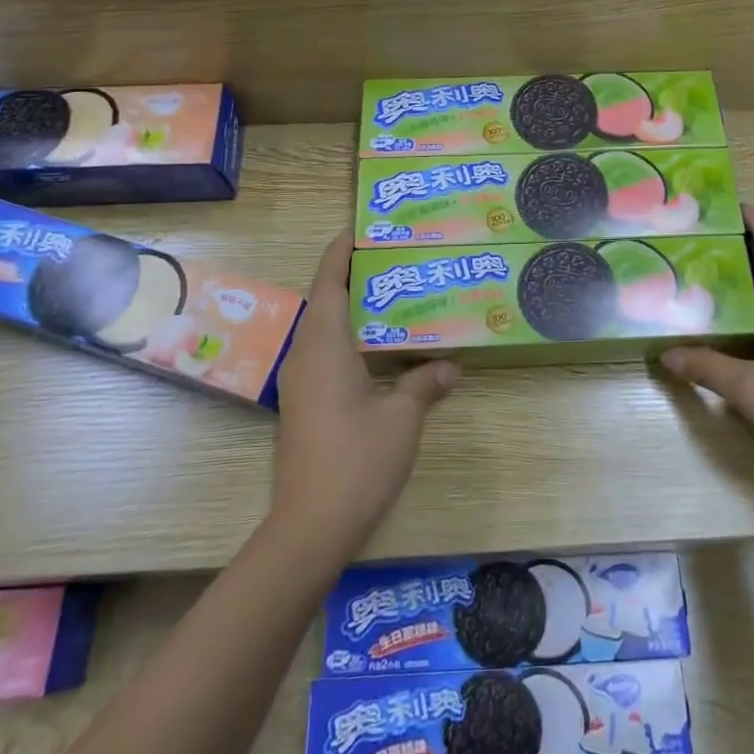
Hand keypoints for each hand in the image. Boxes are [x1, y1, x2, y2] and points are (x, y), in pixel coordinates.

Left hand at [271, 231, 458, 551]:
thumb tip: (452, 366)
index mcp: (324, 344)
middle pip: (325, 299)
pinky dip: (350, 338)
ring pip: (325, 329)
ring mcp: (301, 382)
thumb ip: (425, 383)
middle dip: (353, 275)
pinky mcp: (304, 404)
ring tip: (393, 296)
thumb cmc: (357, 459)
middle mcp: (306, 355)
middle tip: (395, 260)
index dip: (342, 250)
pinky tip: (381, 349)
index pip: (328, 280)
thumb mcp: (403, 416)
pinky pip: (326, 354)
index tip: (364, 228)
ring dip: (352, 308)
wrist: (311, 525)